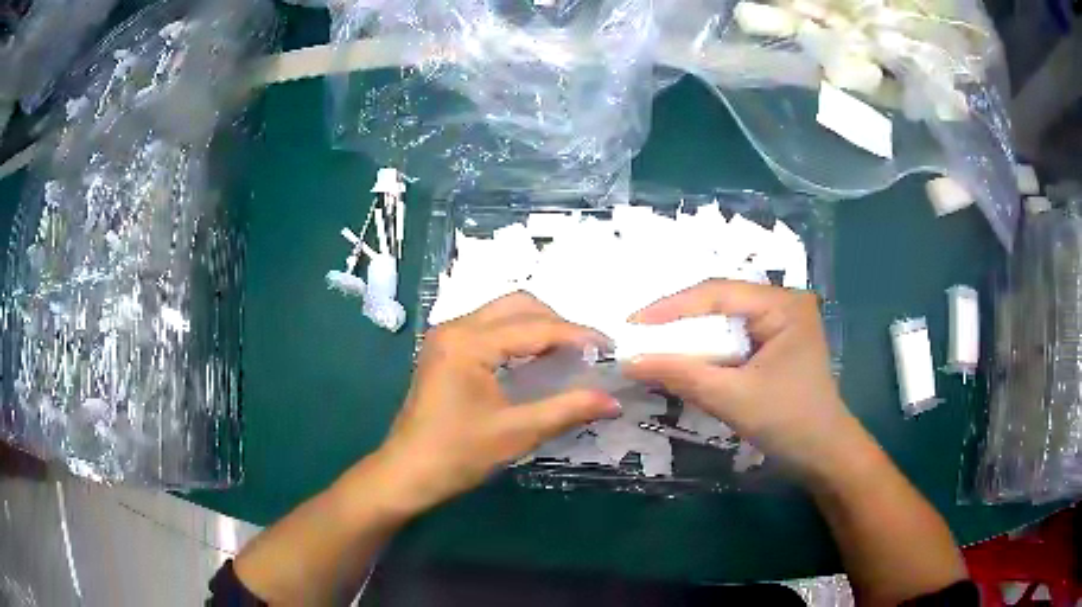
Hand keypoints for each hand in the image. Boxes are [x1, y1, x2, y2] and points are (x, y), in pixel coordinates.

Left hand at [373, 293, 619, 514]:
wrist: (408, 473)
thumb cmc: (458, 455)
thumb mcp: (517, 432)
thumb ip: (567, 409)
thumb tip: (613, 402)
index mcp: (469, 342)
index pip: (535, 327)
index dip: (577, 335)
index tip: (610, 347)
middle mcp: (455, 327)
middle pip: (518, 305)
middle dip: (558, 322)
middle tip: (587, 351)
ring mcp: (446, 336)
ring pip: (503, 312)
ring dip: (538, 326)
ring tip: (568, 353)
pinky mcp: (445, 349)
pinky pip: (490, 327)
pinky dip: (518, 336)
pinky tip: (536, 359)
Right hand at [624, 280, 853, 475]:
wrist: (824, 457)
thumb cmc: (789, 423)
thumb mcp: (733, 398)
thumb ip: (682, 375)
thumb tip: (630, 361)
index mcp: (783, 304)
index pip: (718, 293)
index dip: (671, 306)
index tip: (633, 325)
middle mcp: (783, 304)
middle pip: (720, 303)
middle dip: (679, 320)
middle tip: (638, 336)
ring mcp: (781, 324)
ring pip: (724, 321)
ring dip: (691, 336)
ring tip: (653, 346)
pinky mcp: (775, 346)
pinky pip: (733, 339)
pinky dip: (707, 351)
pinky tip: (684, 360)